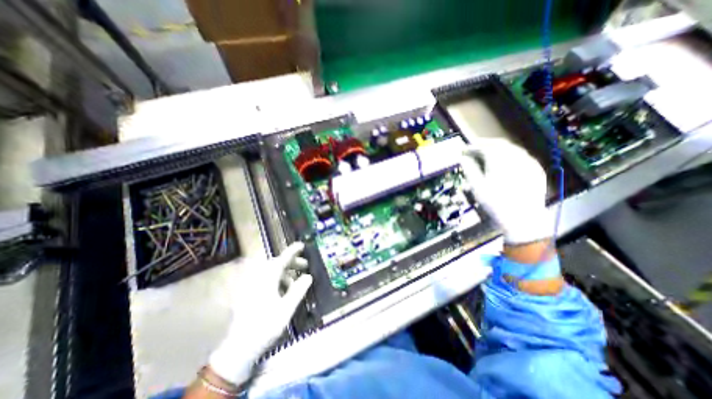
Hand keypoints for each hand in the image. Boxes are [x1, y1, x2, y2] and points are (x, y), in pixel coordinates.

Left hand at [210, 242, 312, 383]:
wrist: (239, 348)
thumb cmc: (265, 326)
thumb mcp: (287, 308)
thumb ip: (299, 290)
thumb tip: (308, 276)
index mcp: (267, 278)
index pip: (282, 259)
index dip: (293, 251)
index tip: (302, 245)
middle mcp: (259, 278)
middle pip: (277, 264)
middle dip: (292, 263)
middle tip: (305, 266)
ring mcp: (253, 285)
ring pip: (272, 272)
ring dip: (286, 273)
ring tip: (297, 281)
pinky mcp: (250, 293)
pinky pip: (267, 280)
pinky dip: (278, 281)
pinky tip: (285, 291)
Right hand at [460, 140, 552, 245]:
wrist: (523, 219)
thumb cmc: (495, 203)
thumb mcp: (477, 187)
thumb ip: (470, 170)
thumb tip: (463, 158)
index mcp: (500, 161)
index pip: (484, 147)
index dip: (472, 147)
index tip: (463, 151)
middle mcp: (516, 157)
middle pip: (499, 144)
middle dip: (485, 144)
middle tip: (473, 148)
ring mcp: (529, 162)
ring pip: (511, 149)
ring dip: (497, 148)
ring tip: (486, 153)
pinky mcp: (536, 169)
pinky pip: (521, 156)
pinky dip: (509, 155)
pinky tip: (504, 162)